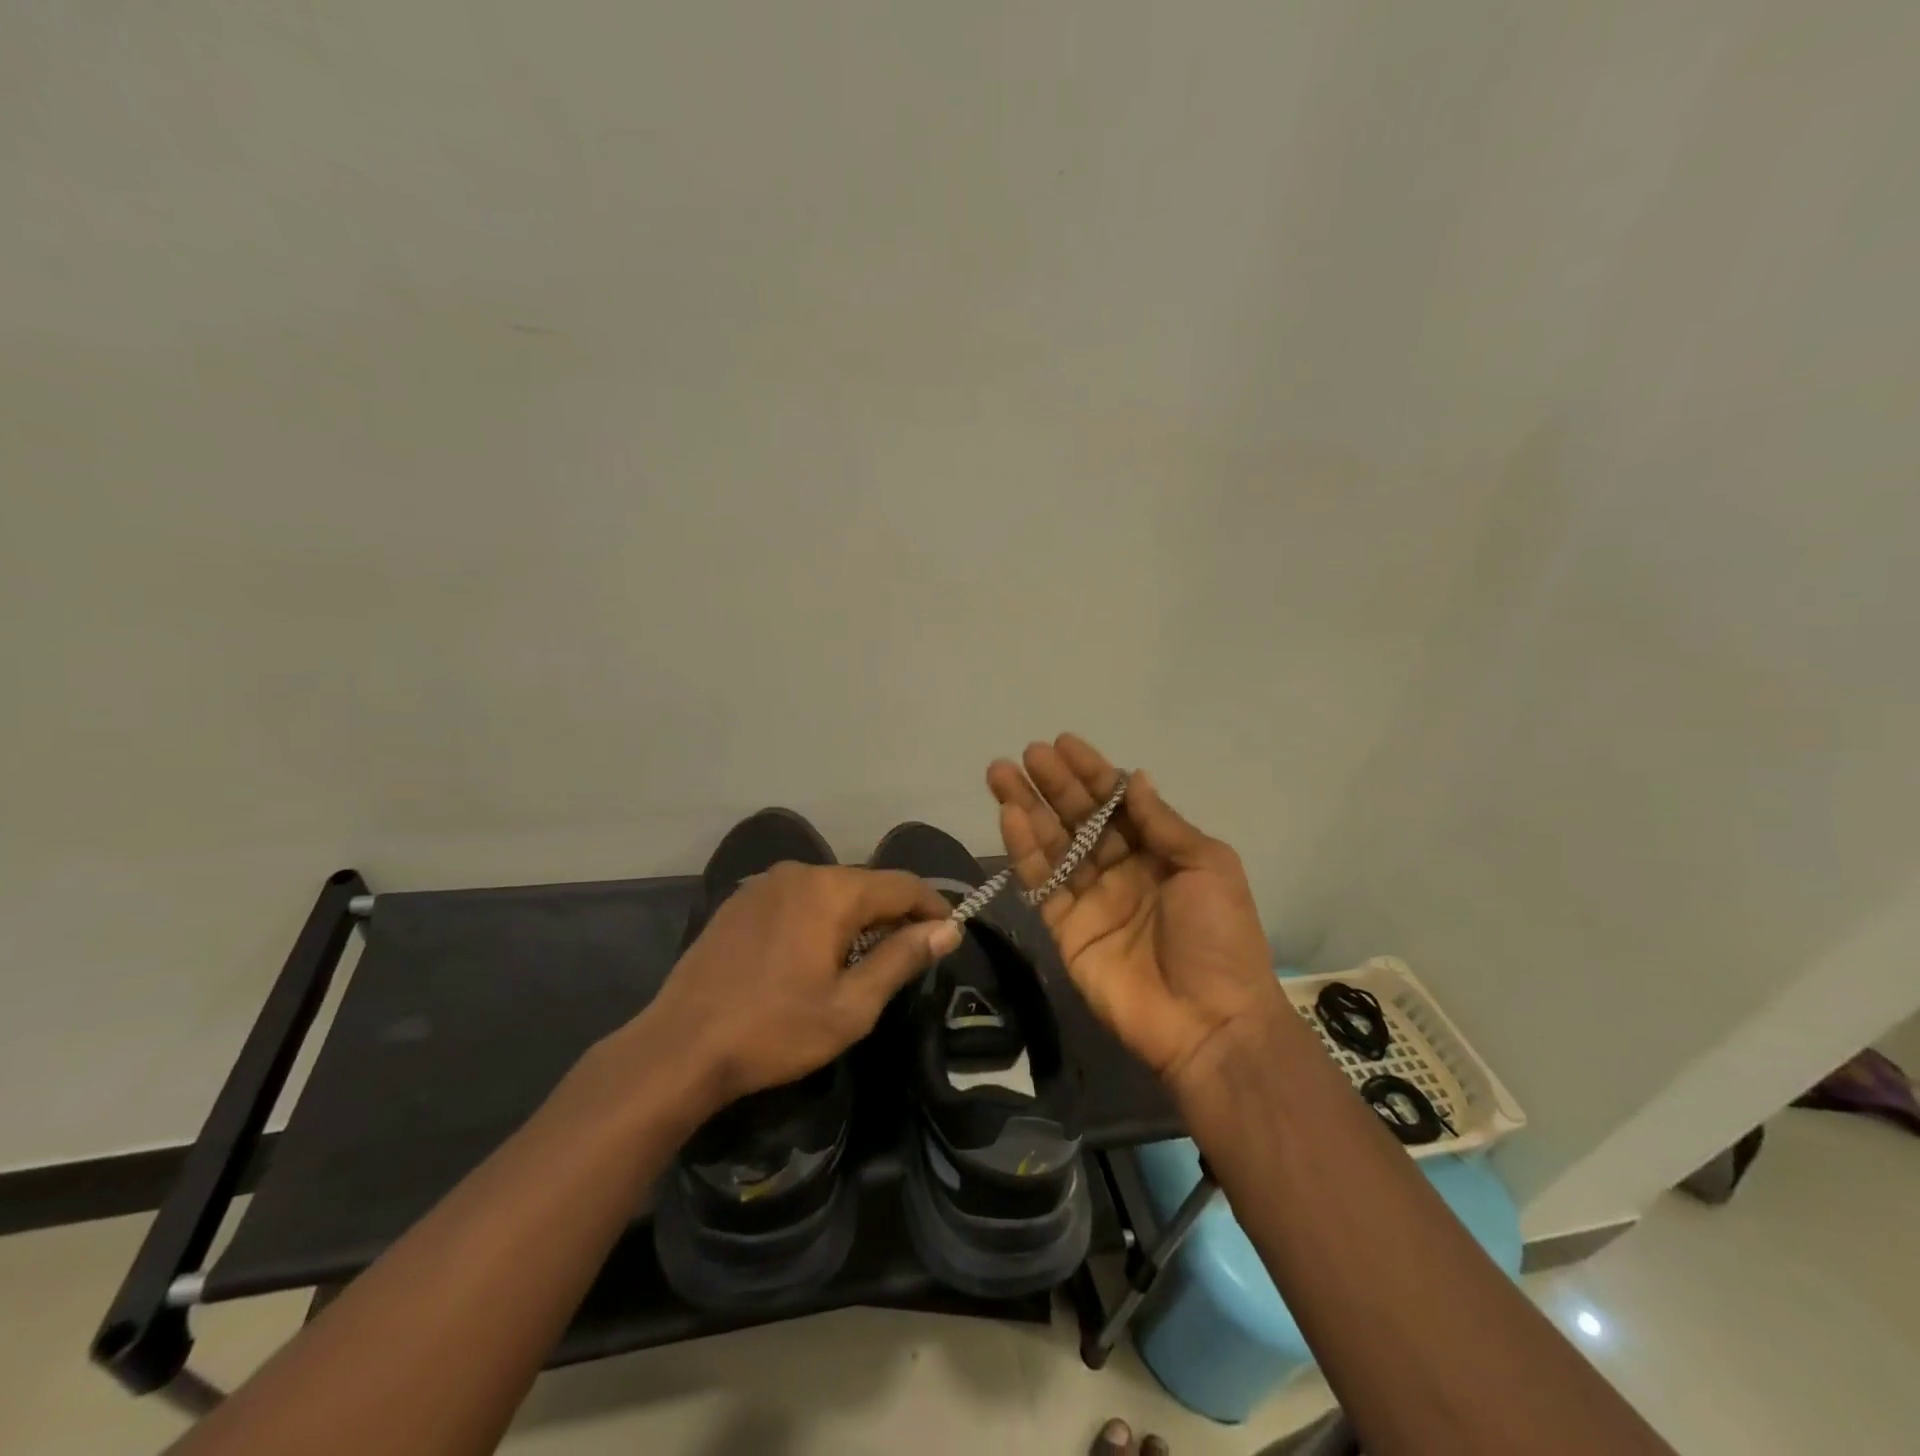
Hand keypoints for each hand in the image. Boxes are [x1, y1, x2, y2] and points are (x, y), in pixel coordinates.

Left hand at [628, 864, 958, 1113]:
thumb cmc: (775, 1031)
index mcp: (831, 891)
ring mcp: (764, 884)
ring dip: (855, 917)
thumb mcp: (851, 1006)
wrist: (679, 1048)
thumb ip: (902, 958)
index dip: (933, 906)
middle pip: (866, 883)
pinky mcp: (740, 901)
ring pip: (830, 890)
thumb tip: (948, 929)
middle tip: (907, 955)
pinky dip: (818, 917)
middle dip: (893, 914)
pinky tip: (812, 955)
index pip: (902, 884)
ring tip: (861, 960)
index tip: (949, 934)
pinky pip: (797, 898)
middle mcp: (800, 872)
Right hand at [988, 734, 1281, 1096]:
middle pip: (1079, 818)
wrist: (1209, 1023)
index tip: (1063, 743)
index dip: (1090, 772)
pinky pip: (1041, 883)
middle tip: (1025, 753)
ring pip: (1053, 844)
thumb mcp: (1208, 866)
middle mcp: (1121, 869)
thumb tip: (1134, 777)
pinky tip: (1010, 817)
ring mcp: (1090, 899)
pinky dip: (1024, 850)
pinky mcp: (1065, 928)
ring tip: (1000, 774)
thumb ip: (1163, 823)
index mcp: (1159, 852)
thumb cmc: (1219, 937)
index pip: (1117, 802)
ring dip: (1027, 808)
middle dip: (1053, 784)